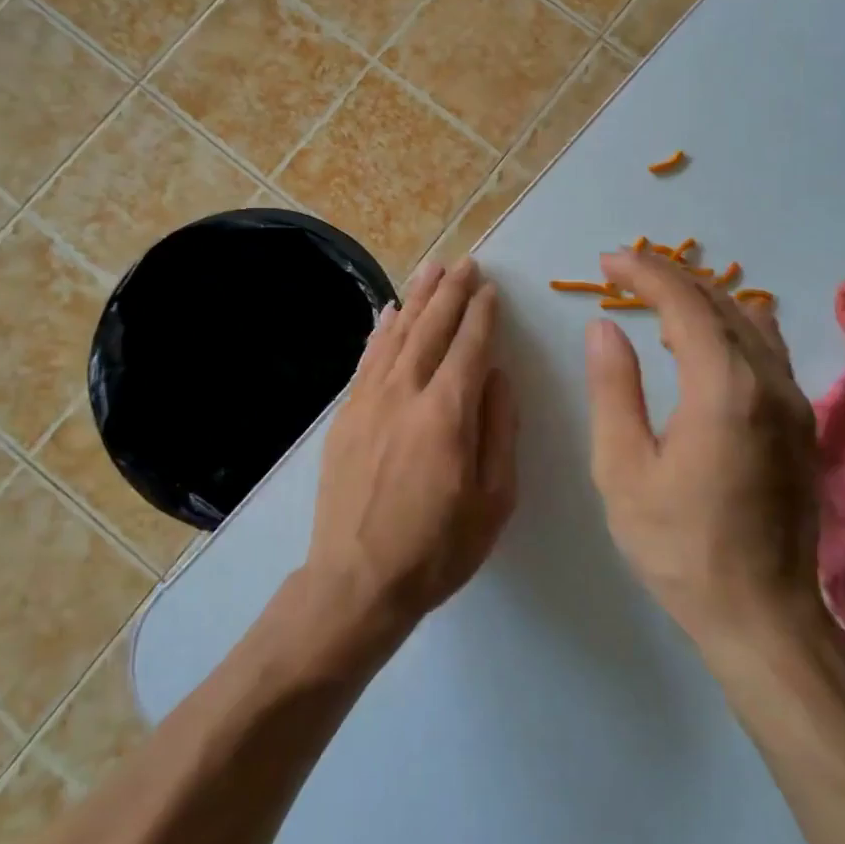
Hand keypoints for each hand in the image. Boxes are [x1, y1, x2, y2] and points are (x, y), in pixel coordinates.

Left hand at [308, 259, 518, 632]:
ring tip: (432, 270)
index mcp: (446, 413)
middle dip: (450, 292)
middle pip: (430, 329)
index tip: (490, 288)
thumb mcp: (493, 501)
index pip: (469, 347)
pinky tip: (388, 312)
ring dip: (416, 299)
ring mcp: (368, 401)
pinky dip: (380, 330)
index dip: (482, 314)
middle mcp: (405, 393)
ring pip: (396, 335)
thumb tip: (498, 376)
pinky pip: (366, 359)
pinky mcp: (345, 415)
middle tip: (465, 263)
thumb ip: (499, 431)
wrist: (356, 580)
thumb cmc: (437, 549)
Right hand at [584, 250, 821, 649]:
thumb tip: (605, 327)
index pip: (684, 303)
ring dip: (701, 298)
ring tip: (656, 299)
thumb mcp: (623, 469)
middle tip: (622, 272)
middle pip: (720, 302)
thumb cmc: (679, 546)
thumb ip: (614, 389)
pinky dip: (731, 325)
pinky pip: (767, 348)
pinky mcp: (802, 422)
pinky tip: (709, 336)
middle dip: (668, 277)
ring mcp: (794, 401)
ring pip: (749, 321)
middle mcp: (769, 381)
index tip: (606, 262)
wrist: (764, 616)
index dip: (643, 273)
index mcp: (724, 389)